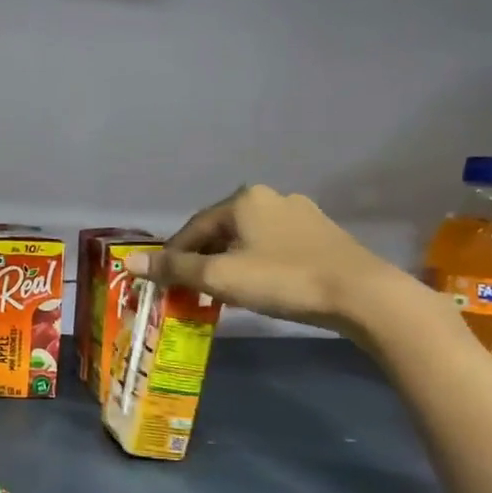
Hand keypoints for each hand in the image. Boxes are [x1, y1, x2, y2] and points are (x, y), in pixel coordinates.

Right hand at [129, 183, 426, 335]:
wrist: (362, 295)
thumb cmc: (283, 280)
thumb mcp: (220, 277)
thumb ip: (174, 269)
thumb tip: (129, 262)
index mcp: (242, 199)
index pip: (193, 228)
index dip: (173, 256)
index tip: (164, 282)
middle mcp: (270, 197)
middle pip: (220, 230)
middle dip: (202, 259)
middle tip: (192, 289)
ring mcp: (302, 214)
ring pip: (248, 239)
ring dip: (230, 262)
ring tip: (224, 292)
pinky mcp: (323, 235)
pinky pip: (274, 247)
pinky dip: (258, 264)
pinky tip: (261, 286)